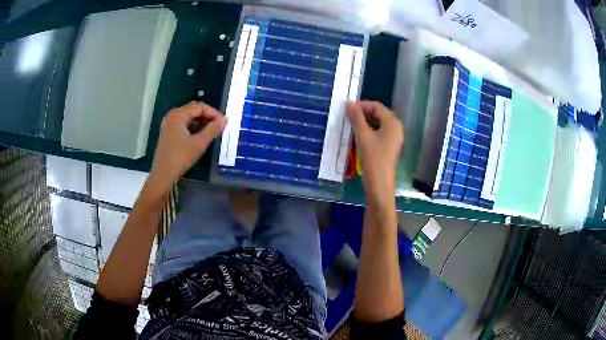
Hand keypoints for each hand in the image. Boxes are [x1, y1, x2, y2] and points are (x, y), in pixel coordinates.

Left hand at [150, 102, 226, 185]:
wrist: (163, 175)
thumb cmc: (181, 158)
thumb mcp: (199, 143)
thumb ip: (213, 129)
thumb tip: (225, 119)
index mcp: (178, 115)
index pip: (199, 107)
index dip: (213, 112)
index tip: (223, 122)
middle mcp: (172, 116)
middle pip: (192, 109)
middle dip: (206, 116)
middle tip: (218, 126)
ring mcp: (168, 124)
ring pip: (188, 117)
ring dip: (200, 121)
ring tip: (210, 131)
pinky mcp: (168, 132)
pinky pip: (183, 123)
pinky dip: (192, 126)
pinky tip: (199, 135)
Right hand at [346, 101, 403, 204]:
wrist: (379, 184)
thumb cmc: (373, 158)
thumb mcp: (363, 135)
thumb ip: (356, 117)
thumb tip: (348, 103)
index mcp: (393, 123)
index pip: (377, 106)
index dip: (362, 105)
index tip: (348, 109)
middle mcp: (396, 128)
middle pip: (379, 113)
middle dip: (363, 113)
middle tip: (348, 117)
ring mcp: (394, 138)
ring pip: (378, 123)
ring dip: (365, 122)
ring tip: (351, 125)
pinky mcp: (389, 146)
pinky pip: (379, 132)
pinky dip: (369, 130)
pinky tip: (358, 135)